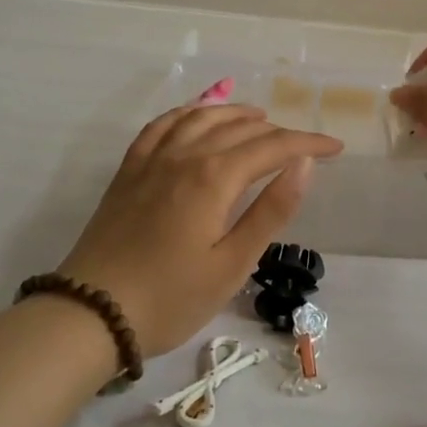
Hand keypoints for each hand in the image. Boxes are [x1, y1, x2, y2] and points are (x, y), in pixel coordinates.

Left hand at [57, 105, 342, 356]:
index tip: (336, 148)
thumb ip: (271, 209)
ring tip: (259, 116)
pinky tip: (196, 115)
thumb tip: (304, 163)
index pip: (274, 146)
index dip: (309, 143)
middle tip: (304, 145)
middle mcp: (184, 155)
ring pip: (201, 117)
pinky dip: (187, 112)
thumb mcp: (232, 264)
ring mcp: (152, 159)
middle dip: (279, 131)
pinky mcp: (129, 170)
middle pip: (240, 128)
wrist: (90, 314)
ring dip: (235, 113)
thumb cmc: (170, 298)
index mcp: (214, 177)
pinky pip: (162, 125)